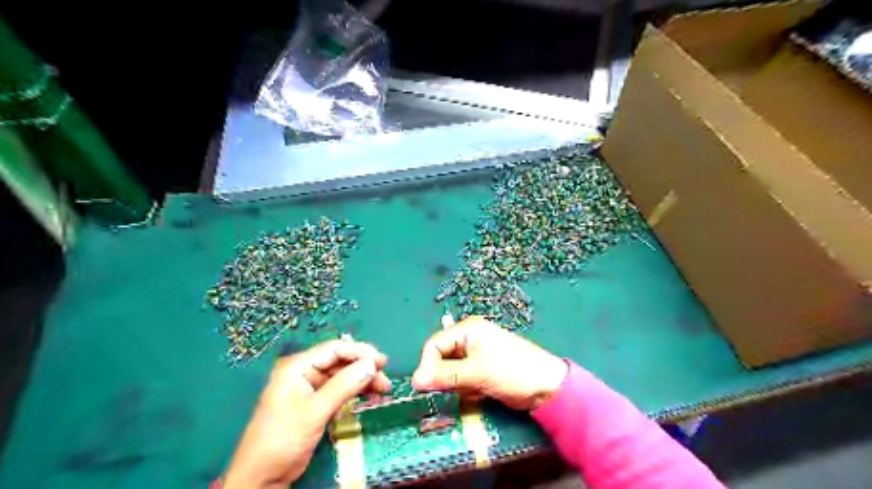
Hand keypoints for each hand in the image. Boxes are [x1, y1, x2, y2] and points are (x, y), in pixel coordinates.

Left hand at [221, 339, 389, 488]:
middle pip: (341, 361)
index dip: (360, 352)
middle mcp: (304, 372)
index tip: (382, 361)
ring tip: (384, 389)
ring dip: (363, 381)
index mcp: (298, 366)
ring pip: (343, 376)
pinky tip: (371, 396)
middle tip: (386, 378)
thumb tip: (372, 364)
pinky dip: (356, 392)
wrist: (261, 478)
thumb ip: (344, 385)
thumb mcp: (315, 411)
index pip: (335, 349)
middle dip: (364, 368)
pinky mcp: (316, 403)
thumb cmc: (282, 439)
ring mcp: (310, 387)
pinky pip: (340, 390)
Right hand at [414, 316, 569, 409]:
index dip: (427, 365)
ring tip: (471, 390)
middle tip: (453, 390)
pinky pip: (462, 379)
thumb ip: (445, 375)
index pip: (434, 344)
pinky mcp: (481, 370)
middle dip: (444, 376)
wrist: (547, 387)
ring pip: (450, 371)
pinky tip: (477, 393)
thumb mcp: (476, 372)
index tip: (426, 387)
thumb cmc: (512, 371)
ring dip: (455, 384)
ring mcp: (476, 354)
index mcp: (467, 329)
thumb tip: (414, 380)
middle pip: (441, 357)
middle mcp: (469, 338)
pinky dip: (465, 388)